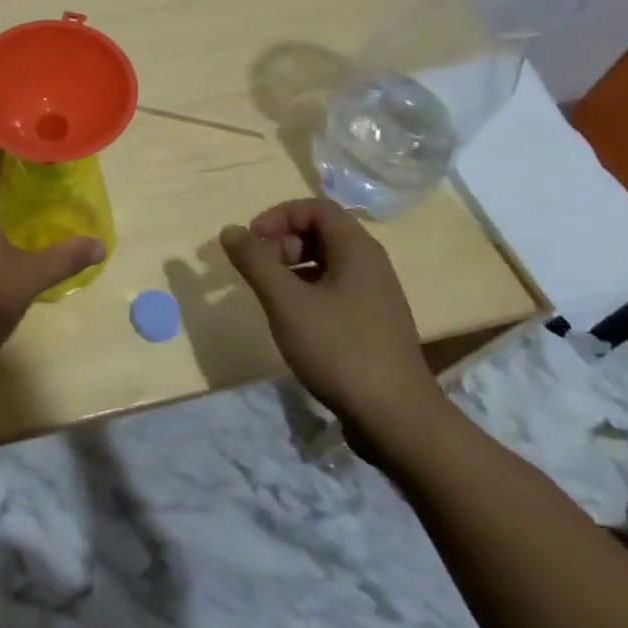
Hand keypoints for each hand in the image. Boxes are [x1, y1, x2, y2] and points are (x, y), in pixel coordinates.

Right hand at [220, 199, 449, 465]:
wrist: (397, 419)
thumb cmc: (339, 350)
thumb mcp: (286, 302)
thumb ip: (255, 262)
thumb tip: (230, 230)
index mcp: (357, 249)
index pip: (315, 208)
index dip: (278, 216)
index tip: (252, 241)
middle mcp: (371, 264)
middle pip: (322, 232)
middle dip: (283, 242)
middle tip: (260, 269)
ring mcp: (376, 296)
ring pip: (328, 263)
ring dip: (293, 268)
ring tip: (271, 295)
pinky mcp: (374, 324)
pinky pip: (336, 289)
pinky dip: (309, 291)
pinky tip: (294, 321)